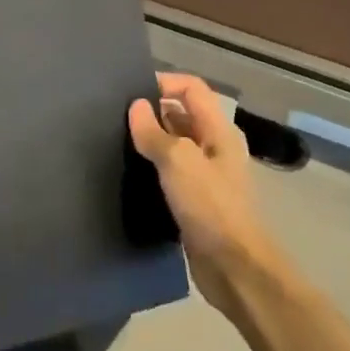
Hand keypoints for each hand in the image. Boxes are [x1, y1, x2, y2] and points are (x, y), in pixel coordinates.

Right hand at [128, 73, 274, 311]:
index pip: (192, 89)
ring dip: (150, 141)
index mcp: (219, 131)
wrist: (234, 268)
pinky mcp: (195, 200)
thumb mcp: (178, 163)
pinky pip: (170, 172)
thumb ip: (154, 133)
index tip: (129, 91)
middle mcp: (215, 147)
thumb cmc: (210, 206)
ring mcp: (206, 175)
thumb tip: (137, 106)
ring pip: (174, 145)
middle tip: (115, 116)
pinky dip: (152, 168)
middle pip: (182, 115)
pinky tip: (129, 173)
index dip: (163, 82)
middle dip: (152, 111)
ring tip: (115, 141)